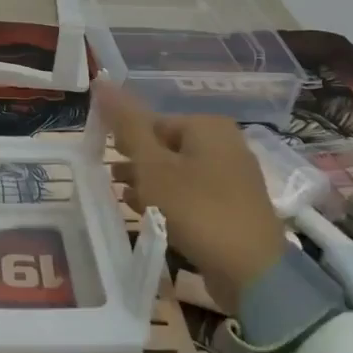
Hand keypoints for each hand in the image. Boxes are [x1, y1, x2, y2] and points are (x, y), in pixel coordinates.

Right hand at [94, 82, 286, 310]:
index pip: (153, 123)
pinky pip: (194, 195)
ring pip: (179, 173)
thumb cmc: (197, 209)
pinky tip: (151, 217)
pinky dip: (171, 202)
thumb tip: (101, 80)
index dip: (127, 142)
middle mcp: (226, 144)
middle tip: (113, 183)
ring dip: (150, 185)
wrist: (251, 272)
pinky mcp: (235, 208)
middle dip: (138, 165)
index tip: (107, 163)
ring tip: (126, 200)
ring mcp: (234, 178)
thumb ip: (126, 125)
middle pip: (166, 147)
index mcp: (208, 126)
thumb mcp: (153, 166)